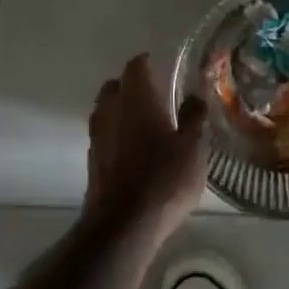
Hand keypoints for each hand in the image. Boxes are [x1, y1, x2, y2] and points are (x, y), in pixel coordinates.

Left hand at [82, 54, 209, 241]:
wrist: (123, 226)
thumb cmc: (164, 179)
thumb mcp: (193, 147)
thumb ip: (194, 117)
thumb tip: (194, 96)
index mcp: (137, 101)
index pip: (136, 67)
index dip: (147, 62)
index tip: (161, 64)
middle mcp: (112, 112)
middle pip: (115, 87)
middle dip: (131, 85)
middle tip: (155, 92)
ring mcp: (98, 139)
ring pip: (106, 111)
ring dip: (121, 109)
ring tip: (145, 120)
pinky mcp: (93, 163)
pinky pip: (104, 135)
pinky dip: (117, 133)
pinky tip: (134, 148)